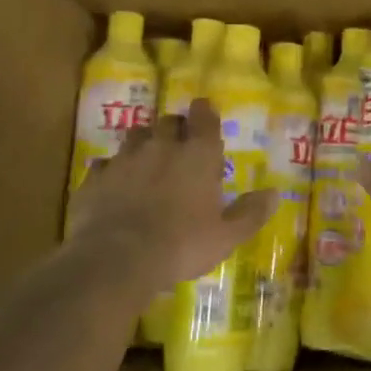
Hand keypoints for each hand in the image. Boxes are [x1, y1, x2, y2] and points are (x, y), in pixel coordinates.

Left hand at [67, 98, 275, 293]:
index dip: (205, 112)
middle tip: (180, 145)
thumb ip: (250, 213)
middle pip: (168, 122)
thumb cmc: (181, 245)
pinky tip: (115, 185)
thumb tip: (275, 193)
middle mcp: (161, 147)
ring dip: (144, 143)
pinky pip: (105, 164)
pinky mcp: (95, 178)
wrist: (116, 259)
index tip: (205, 112)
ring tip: (147, 161)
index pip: (203, 117)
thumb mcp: (226, 236)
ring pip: (135, 136)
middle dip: (175, 128)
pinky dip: (112, 171)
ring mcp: (124, 160)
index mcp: (197, 155)